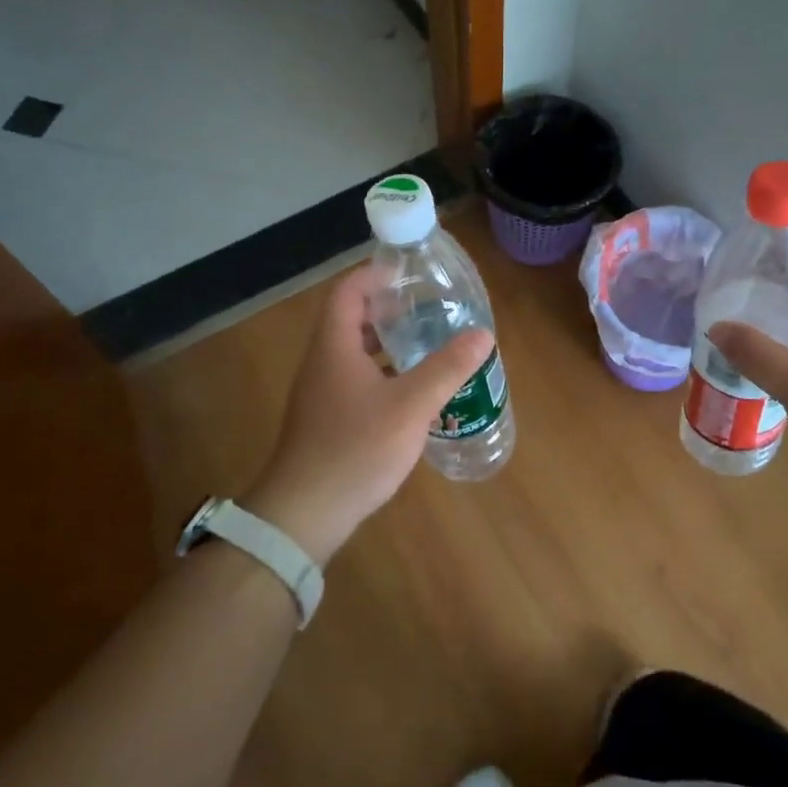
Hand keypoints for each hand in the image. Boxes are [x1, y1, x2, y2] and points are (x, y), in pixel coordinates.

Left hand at [244, 266, 492, 562]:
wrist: (305, 513)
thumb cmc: (355, 449)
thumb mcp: (410, 406)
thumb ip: (447, 368)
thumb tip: (483, 335)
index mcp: (334, 346)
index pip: (348, 291)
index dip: (375, 275)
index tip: (409, 273)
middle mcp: (322, 362)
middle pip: (350, 320)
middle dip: (388, 309)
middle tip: (428, 309)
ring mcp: (321, 393)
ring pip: (354, 353)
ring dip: (386, 344)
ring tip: (426, 344)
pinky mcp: (326, 420)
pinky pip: (355, 380)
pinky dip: (382, 374)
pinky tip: (411, 392)